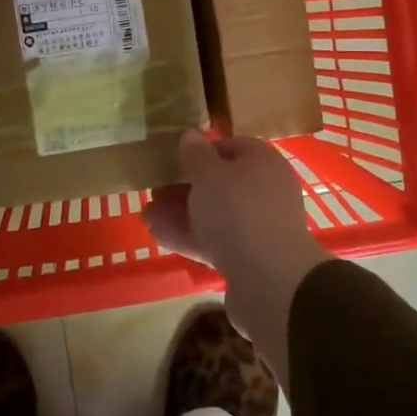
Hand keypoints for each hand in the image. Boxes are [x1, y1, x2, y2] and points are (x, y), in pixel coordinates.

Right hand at [145, 130, 332, 388]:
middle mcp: (265, 191)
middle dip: (183, 188)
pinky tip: (159, 236)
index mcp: (263, 163)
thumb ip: (196, 155)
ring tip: (146, 217)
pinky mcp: (248, 257)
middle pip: (220, 183)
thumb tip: (190, 134)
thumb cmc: (238, 213)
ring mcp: (257, 226)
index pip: (230, 147)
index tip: (172, 159)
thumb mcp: (209, 175)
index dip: (200, 151)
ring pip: (214, 214)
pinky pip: (215, 240)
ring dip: (180, 214)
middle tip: (153, 192)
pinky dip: (189, 237)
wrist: (270, 281)